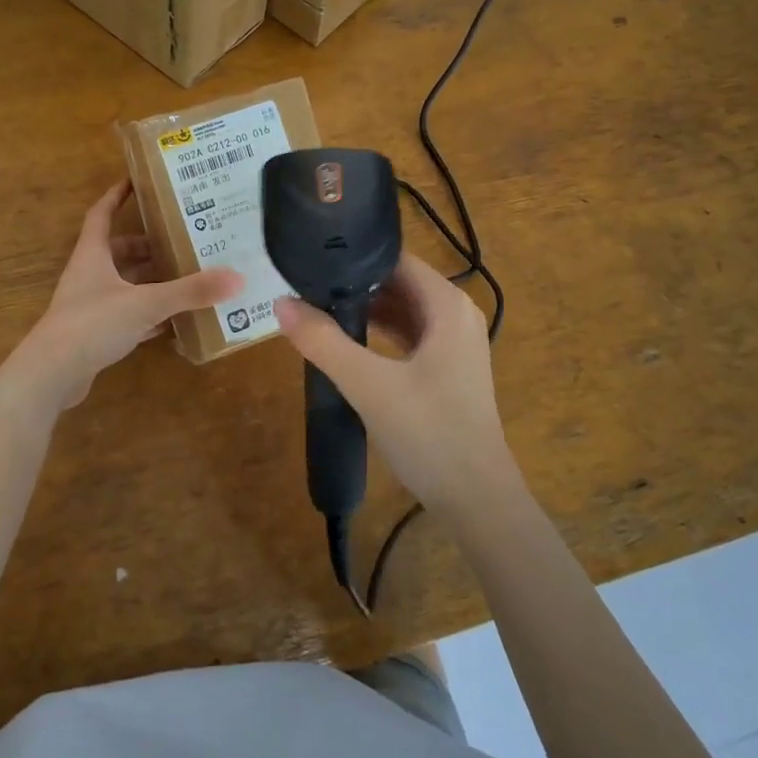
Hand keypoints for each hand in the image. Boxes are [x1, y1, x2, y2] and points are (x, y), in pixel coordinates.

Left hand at [13, 181, 241, 411]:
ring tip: (185, 277)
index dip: (117, 195)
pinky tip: (172, 320)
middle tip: (181, 241)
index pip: (103, 214)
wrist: (51, 375)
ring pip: (124, 284)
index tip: (138, 181)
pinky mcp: (93, 333)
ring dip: (150, 281)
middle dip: (148, 246)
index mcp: (93, 255)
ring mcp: (89, 306)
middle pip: (119, 251)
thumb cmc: (93, 324)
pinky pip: (126, 315)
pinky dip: (147, 314)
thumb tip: (237, 278)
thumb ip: (190, 291)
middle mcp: (89, 274)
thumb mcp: (146, 303)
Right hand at [275, 254, 516, 514]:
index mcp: (447, 305)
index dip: (355, 256)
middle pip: (398, 283)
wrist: (477, 501)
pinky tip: (346, 342)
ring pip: (402, 310)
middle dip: (355, 284)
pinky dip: (379, 333)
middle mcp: (456, 315)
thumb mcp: (369, 385)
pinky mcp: (447, 369)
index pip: (396, 259)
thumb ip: (323, 342)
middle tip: (306, 285)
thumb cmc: (429, 433)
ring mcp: (455, 344)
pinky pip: (408, 335)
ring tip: (317, 309)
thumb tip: (280, 303)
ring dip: (365, 310)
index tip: (314, 261)